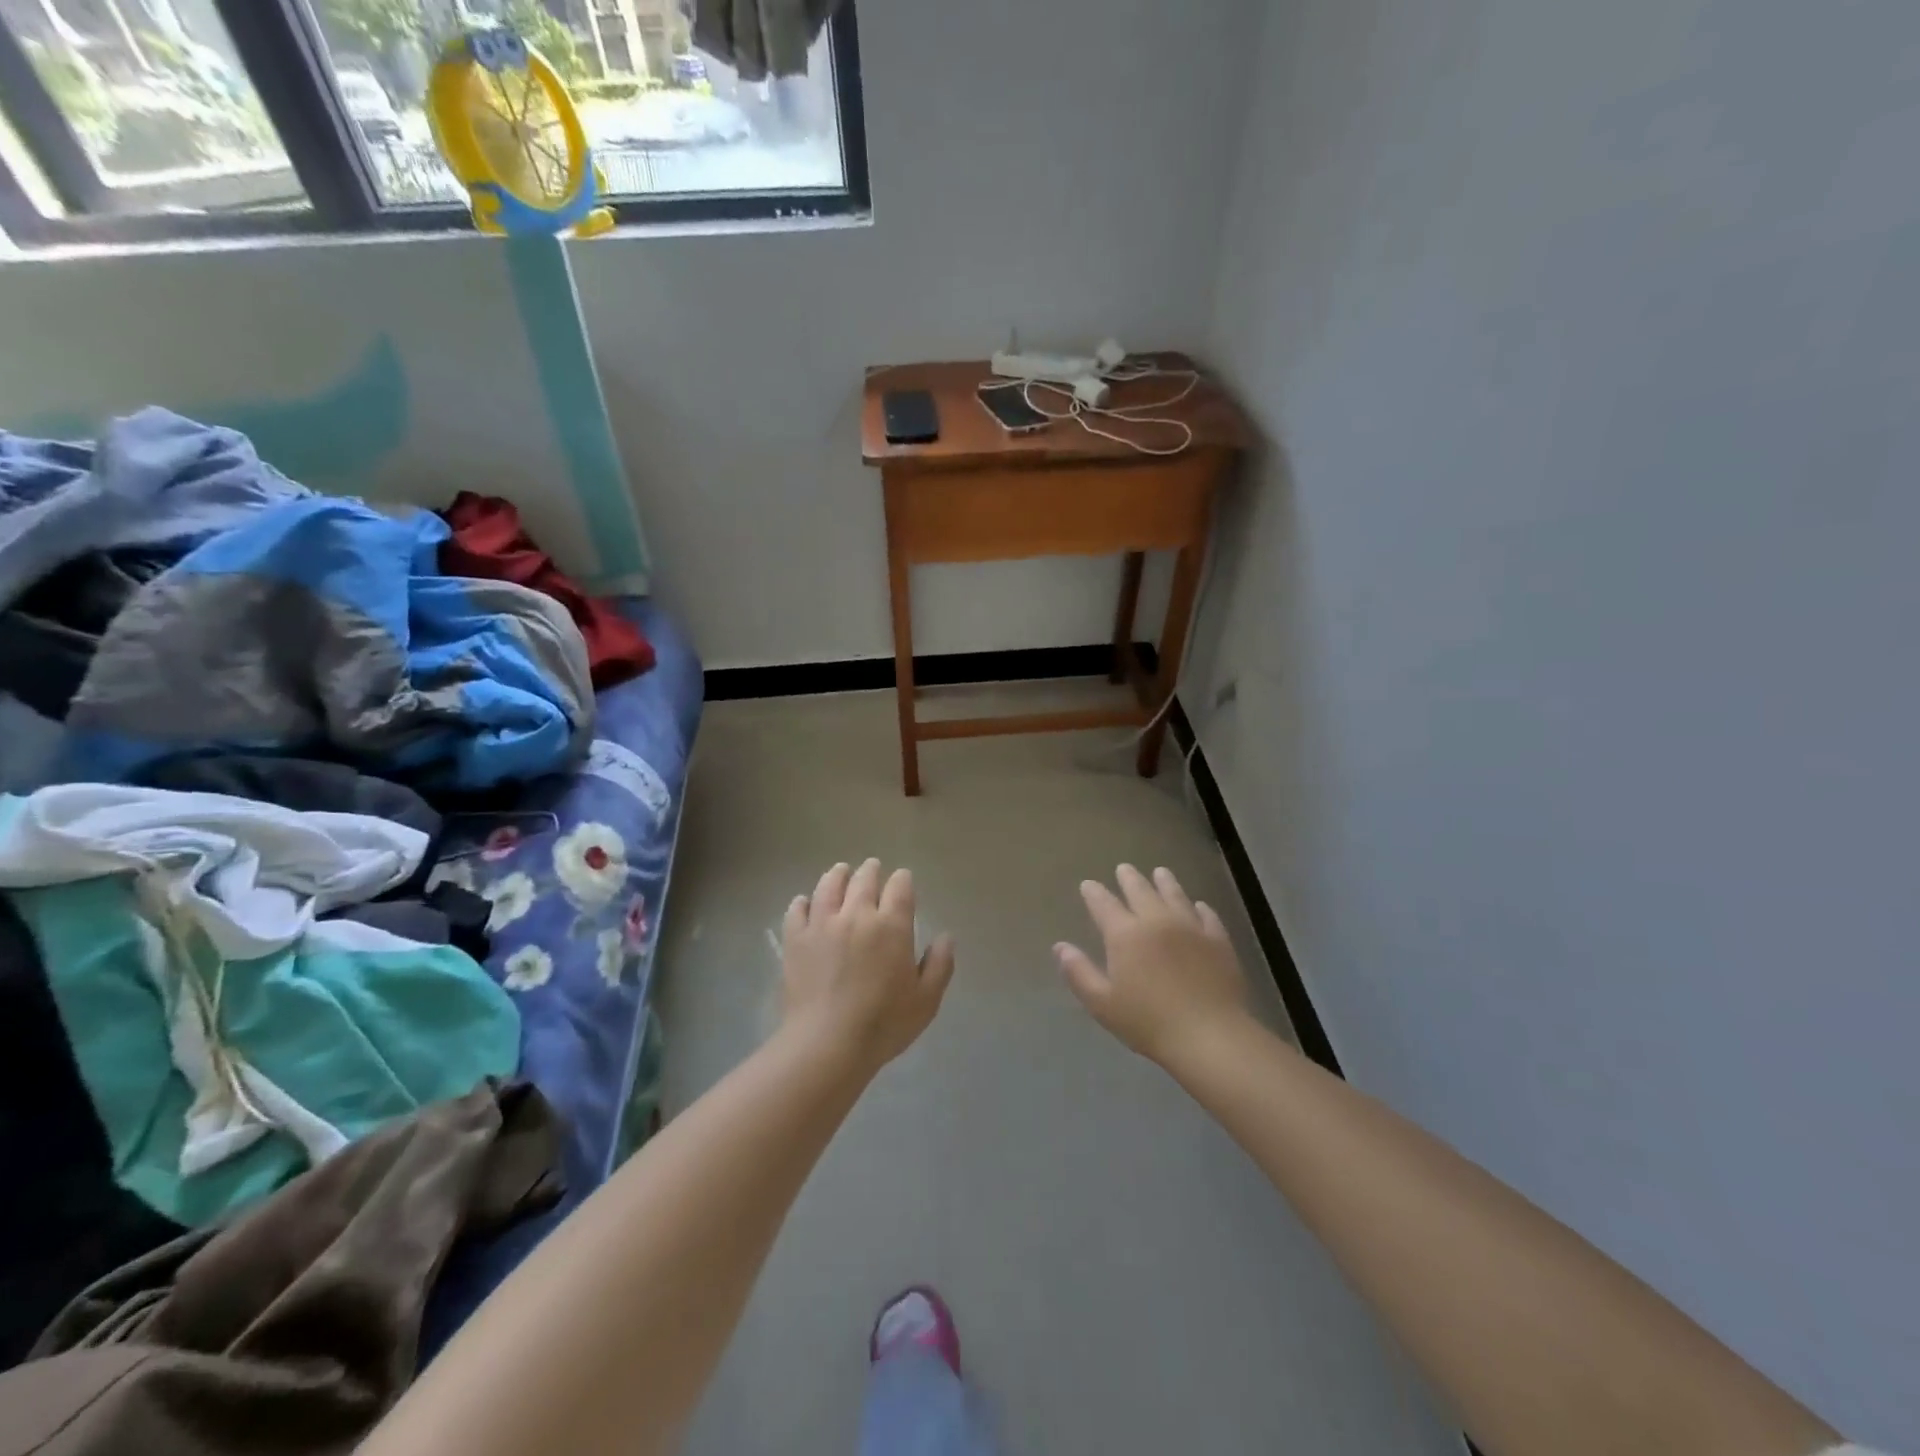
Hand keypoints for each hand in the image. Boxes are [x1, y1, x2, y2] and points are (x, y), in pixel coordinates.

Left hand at [781, 859, 955, 1072]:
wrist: (827, 1043)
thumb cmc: (883, 1024)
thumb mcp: (926, 1000)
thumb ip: (940, 965)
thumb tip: (946, 937)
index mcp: (892, 925)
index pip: (900, 886)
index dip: (903, 880)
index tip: (903, 881)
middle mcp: (857, 915)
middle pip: (864, 879)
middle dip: (871, 871)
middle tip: (872, 868)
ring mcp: (822, 924)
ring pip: (829, 886)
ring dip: (837, 875)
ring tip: (840, 871)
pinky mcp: (795, 939)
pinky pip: (797, 909)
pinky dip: (803, 902)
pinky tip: (805, 902)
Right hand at [1056, 865, 1250, 1066]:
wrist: (1209, 1035)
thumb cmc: (1148, 1022)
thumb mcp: (1102, 1004)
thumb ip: (1079, 973)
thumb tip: (1060, 947)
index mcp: (1125, 934)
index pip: (1104, 904)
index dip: (1094, 893)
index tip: (1088, 884)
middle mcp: (1156, 921)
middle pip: (1140, 891)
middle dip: (1129, 878)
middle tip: (1124, 868)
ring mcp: (1190, 927)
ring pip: (1175, 895)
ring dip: (1165, 882)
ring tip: (1160, 872)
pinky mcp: (1218, 940)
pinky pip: (1207, 915)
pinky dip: (1200, 907)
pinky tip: (1199, 906)